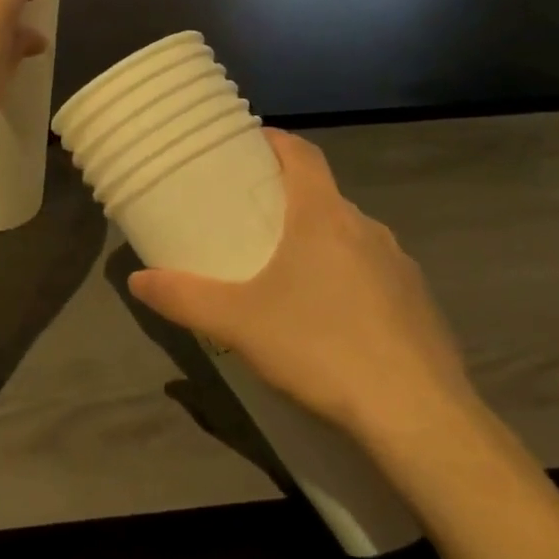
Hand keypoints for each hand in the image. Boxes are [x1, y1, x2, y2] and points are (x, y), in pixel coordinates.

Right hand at [128, 130, 480, 451]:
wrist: (419, 417)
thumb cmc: (321, 347)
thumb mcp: (238, 323)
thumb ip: (184, 297)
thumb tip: (137, 280)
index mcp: (324, 216)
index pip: (303, 154)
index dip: (276, 142)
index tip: (250, 145)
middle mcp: (367, 228)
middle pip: (323, 196)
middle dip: (289, 200)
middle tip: (252, 221)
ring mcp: (400, 266)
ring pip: (351, 237)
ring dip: (320, 242)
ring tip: (287, 273)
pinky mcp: (421, 305)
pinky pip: (376, 275)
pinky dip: (349, 279)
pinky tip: (332, 321)